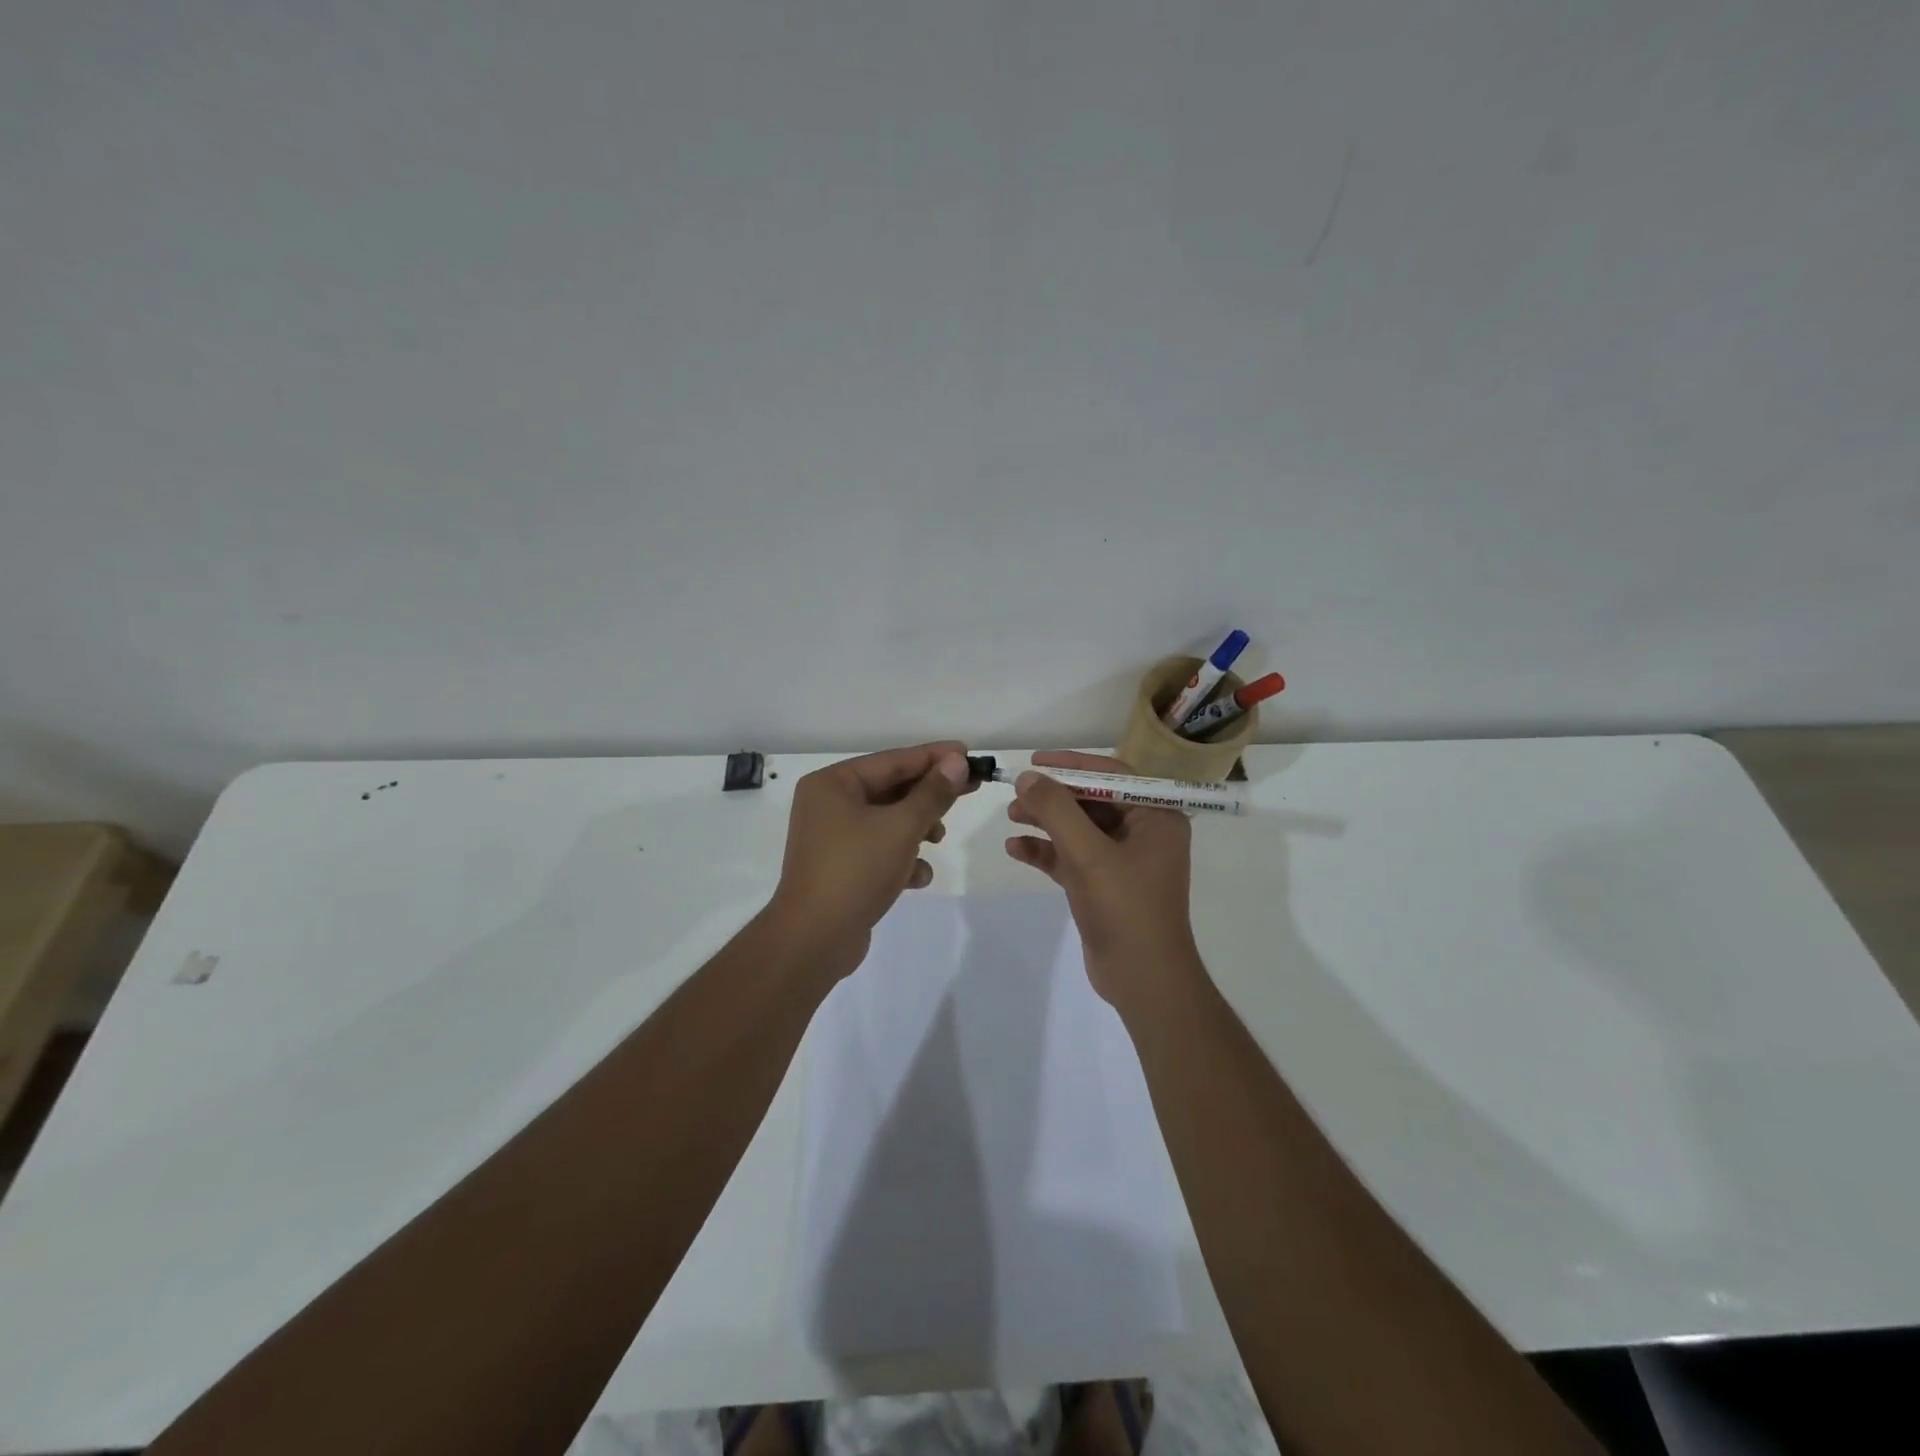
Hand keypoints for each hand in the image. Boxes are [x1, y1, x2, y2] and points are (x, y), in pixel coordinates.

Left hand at [768, 741, 972, 974]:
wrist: (815, 940)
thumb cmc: (856, 870)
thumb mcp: (901, 827)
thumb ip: (932, 793)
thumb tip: (956, 761)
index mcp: (833, 784)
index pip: (892, 760)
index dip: (933, 756)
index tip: (968, 753)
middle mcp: (828, 804)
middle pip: (891, 789)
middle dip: (928, 796)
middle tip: (971, 789)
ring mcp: (833, 838)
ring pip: (888, 821)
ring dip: (917, 828)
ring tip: (938, 839)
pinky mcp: (842, 867)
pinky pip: (879, 850)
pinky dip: (901, 858)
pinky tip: (917, 877)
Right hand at [1004, 750, 1200, 1010]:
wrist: (1143, 980)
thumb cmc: (1125, 908)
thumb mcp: (1088, 854)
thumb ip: (1056, 810)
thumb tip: (1028, 777)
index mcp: (1156, 816)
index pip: (1111, 775)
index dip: (1071, 765)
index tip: (1035, 761)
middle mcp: (1143, 833)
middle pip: (1091, 801)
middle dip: (1053, 797)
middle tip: (1016, 794)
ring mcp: (1123, 861)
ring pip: (1078, 829)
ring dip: (1045, 822)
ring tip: (1010, 817)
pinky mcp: (1104, 885)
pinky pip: (1072, 857)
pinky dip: (1046, 852)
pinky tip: (1016, 849)